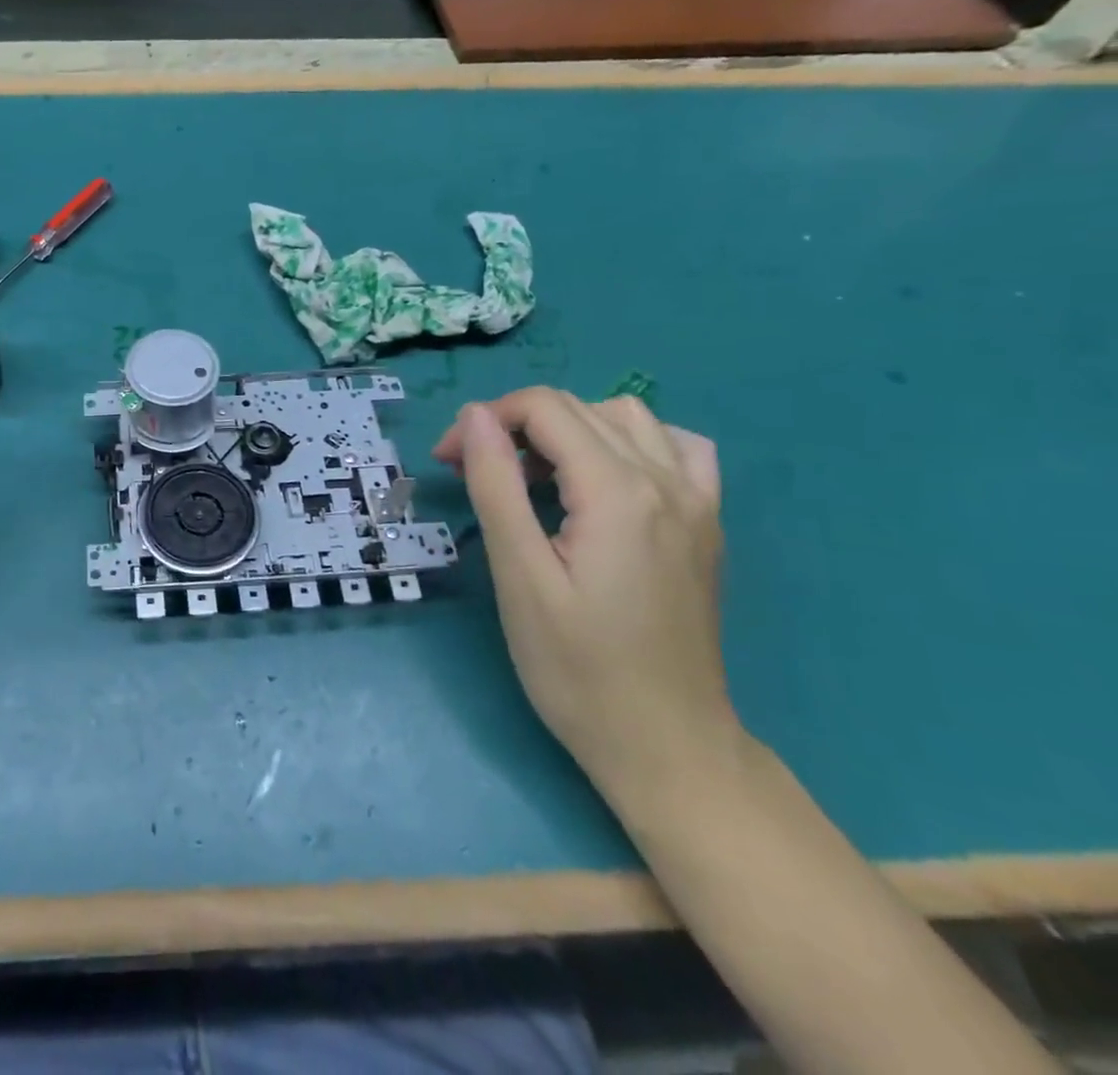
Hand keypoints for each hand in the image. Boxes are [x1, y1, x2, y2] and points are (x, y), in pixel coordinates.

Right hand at [434, 388, 730, 793]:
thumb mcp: (519, 576)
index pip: (544, 409)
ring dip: (567, 428)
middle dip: (513, 424)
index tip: (449, 461)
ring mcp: (697, 502)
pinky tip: (604, 476)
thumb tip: (475, 417)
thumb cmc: (578, 669)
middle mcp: (666, 481)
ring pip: (627, 418)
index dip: (484, 421)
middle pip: (579, 408)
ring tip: (532, 472)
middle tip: (471, 469)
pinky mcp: (706, 525)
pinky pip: (677, 449)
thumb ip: (497, 485)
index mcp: (618, 492)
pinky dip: (631, 442)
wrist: (667, 746)